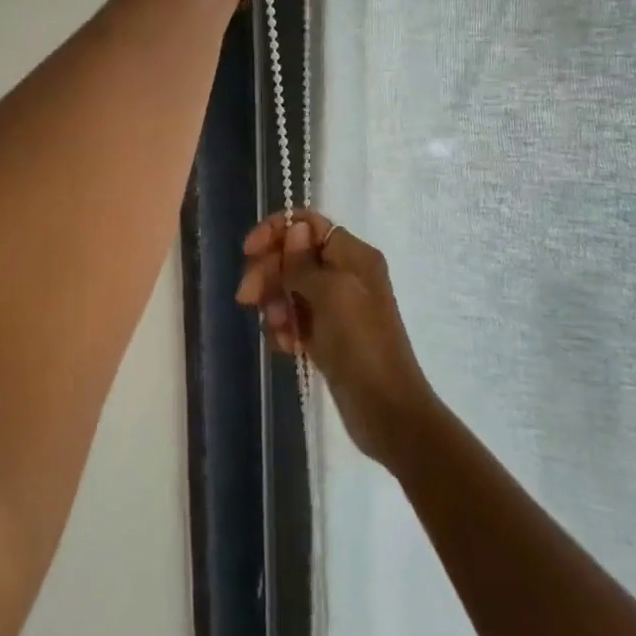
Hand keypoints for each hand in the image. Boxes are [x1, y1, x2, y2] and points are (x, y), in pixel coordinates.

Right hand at [237, 211, 435, 465]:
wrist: (388, 411)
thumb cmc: (361, 344)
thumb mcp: (331, 294)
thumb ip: (304, 262)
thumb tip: (295, 227)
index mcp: (353, 255)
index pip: (308, 224)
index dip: (275, 231)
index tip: (248, 252)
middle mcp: (345, 274)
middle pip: (293, 255)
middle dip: (268, 273)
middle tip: (247, 298)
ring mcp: (336, 306)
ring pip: (290, 288)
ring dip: (276, 304)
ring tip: (279, 331)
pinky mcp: (327, 335)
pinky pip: (295, 319)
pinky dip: (286, 329)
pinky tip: (286, 347)